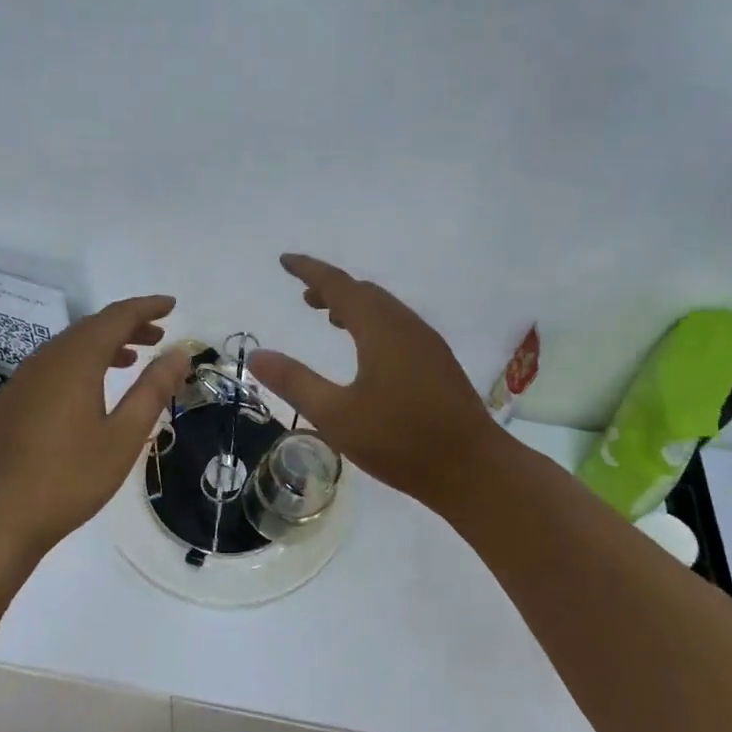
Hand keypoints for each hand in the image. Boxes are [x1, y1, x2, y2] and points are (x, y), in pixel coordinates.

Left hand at [0, 296, 190, 554]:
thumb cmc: (69, 478)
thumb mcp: (123, 436)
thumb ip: (152, 390)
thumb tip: (179, 353)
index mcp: (75, 361)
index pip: (116, 317)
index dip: (146, 308)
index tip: (171, 306)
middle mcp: (46, 359)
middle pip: (91, 327)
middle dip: (127, 325)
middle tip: (159, 335)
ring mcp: (24, 378)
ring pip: (70, 345)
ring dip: (104, 344)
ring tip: (132, 359)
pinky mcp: (12, 399)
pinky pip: (53, 364)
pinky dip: (81, 362)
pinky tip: (91, 388)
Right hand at [251, 254, 502, 515]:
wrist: (475, 470)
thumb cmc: (400, 441)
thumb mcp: (336, 415)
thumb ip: (294, 382)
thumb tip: (256, 355)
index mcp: (380, 330)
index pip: (338, 285)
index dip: (309, 270)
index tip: (285, 260)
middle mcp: (406, 326)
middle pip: (364, 292)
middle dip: (332, 288)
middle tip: (304, 296)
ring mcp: (428, 344)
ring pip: (385, 309)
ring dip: (355, 305)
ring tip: (330, 318)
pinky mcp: (439, 364)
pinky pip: (399, 326)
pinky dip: (373, 323)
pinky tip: (367, 351)